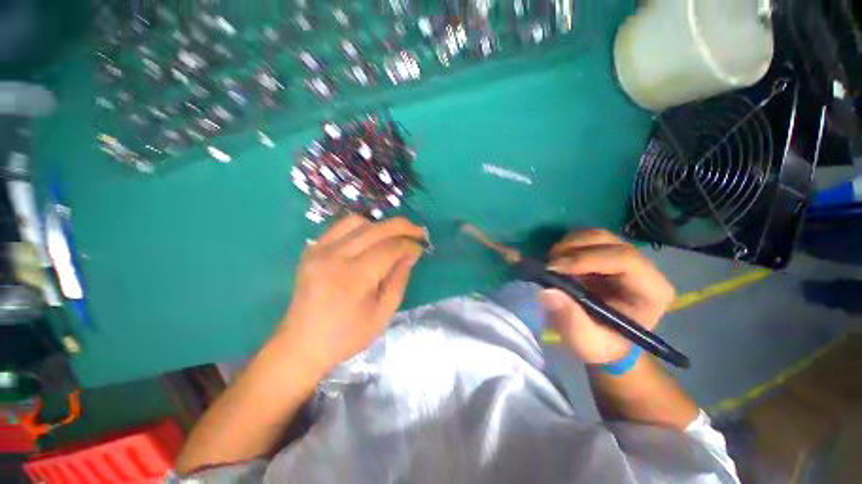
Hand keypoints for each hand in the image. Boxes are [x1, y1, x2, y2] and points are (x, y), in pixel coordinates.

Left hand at [276, 215, 425, 372]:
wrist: (301, 345)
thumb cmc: (346, 336)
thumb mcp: (383, 314)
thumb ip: (399, 280)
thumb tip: (411, 254)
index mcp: (353, 278)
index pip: (389, 249)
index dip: (409, 246)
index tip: (420, 250)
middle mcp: (335, 257)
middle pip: (375, 230)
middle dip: (402, 227)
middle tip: (418, 232)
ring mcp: (319, 251)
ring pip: (357, 222)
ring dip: (381, 226)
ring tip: (393, 237)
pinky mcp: (312, 250)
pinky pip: (340, 227)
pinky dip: (361, 228)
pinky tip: (369, 239)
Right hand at [540, 229, 674, 363]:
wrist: (606, 341)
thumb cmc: (602, 344)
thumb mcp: (586, 342)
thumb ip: (571, 320)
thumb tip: (548, 291)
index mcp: (650, 290)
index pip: (624, 259)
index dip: (586, 259)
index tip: (553, 269)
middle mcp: (642, 268)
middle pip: (608, 240)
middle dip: (573, 248)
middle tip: (548, 265)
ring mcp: (623, 258)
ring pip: (595, 235)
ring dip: (567, 245)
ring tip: (550, 263)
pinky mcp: (605, 255)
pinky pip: (585, 239)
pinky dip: (566, 245)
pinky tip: (556, 261)